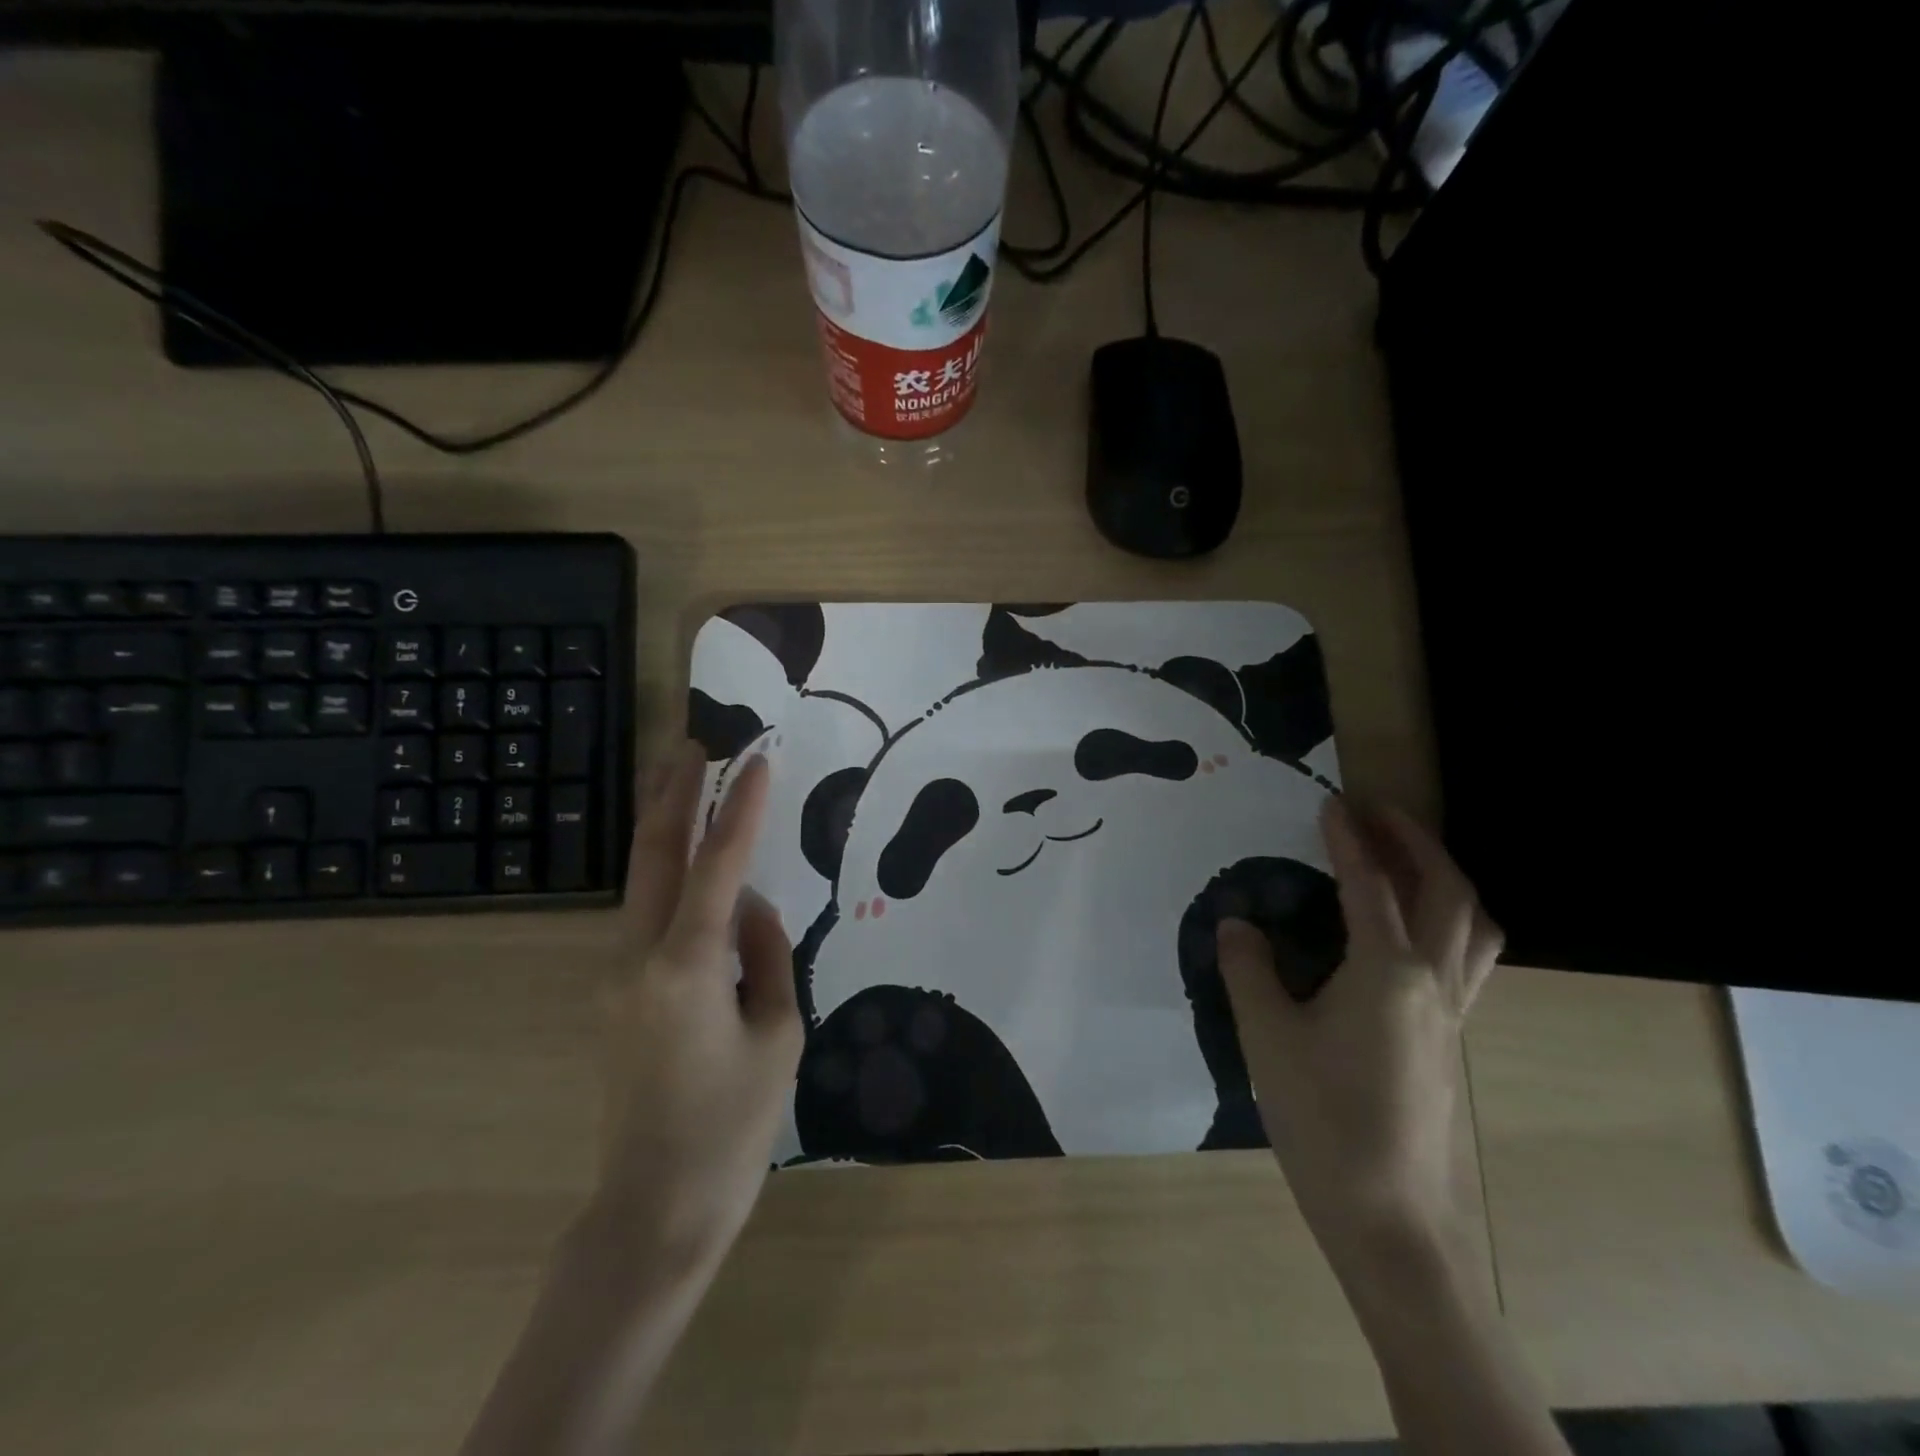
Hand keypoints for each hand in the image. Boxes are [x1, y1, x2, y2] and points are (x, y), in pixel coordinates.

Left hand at [594, 742, 803, 1272]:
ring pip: (642, 881)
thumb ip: (767, 954)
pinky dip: (671, 876)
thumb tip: (750, 905)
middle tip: (691, 740)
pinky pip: (649, 916)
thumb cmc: (733, 1124)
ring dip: (664, 826)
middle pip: (652, 855)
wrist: (656, 1206)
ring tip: (687, 777)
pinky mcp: (618, 992)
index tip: (757, 758)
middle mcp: (639, 958)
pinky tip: (694, 863)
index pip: (719, 866)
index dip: (739, 808)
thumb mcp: (779, 1033)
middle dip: (671, 792)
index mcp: (687, 967)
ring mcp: (617, 975)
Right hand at [1217, 798, 1502, 1262]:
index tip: (1331, 802)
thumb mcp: (1266, 1037)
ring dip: (1445, 877)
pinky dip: (1451, 920)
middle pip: (1446, 891)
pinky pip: (1469, 958)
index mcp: (1388, 971)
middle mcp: (1433, 981)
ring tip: (1405, 857)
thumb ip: (1248, 969)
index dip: (1349, 838)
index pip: (1370, 885)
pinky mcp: (1451, 1038)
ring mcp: (1452, 1013)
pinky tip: (1410, 931)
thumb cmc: (1321, 1118)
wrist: (1386, 1215)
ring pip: (1474, 925)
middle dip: (1415, 840)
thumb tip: (1237, 921)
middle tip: (1376, 811)